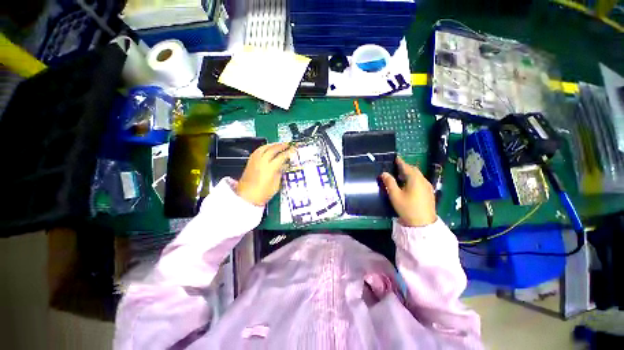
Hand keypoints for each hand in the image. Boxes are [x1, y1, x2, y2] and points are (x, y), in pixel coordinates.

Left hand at [236, 143, 292, 205]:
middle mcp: (262, 162)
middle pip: (273, 149)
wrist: (247, 197)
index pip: (281, 157)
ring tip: (279, 144)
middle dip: (281, 146)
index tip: (293, 151)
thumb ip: (280, 173)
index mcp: (270, 168)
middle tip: (287, 145)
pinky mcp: (250, 161)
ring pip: (264, 147)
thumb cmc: (262, 194)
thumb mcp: (276, 185)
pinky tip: (268, 148)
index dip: (288, 153)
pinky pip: (258, 150)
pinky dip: (265, 147)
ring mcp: (255, 160)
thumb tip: (283, 165)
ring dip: (273, 144)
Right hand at [380, 157, 436, 226]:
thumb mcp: (395, 195)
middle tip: (397, 167)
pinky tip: (409, 184)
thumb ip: (389, 182)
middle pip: (414, 170)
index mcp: (415, 179)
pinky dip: (414, 179)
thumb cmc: (407, 208)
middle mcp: (423, 181)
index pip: (406, 167)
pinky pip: (421, 181)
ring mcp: (428, 187)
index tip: (396, 157)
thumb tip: (384, 173)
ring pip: (418, 176)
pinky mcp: (429, 193)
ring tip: (401, 175)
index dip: (400, 162)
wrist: (423, 223)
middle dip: (406, 167)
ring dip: (410, 173)